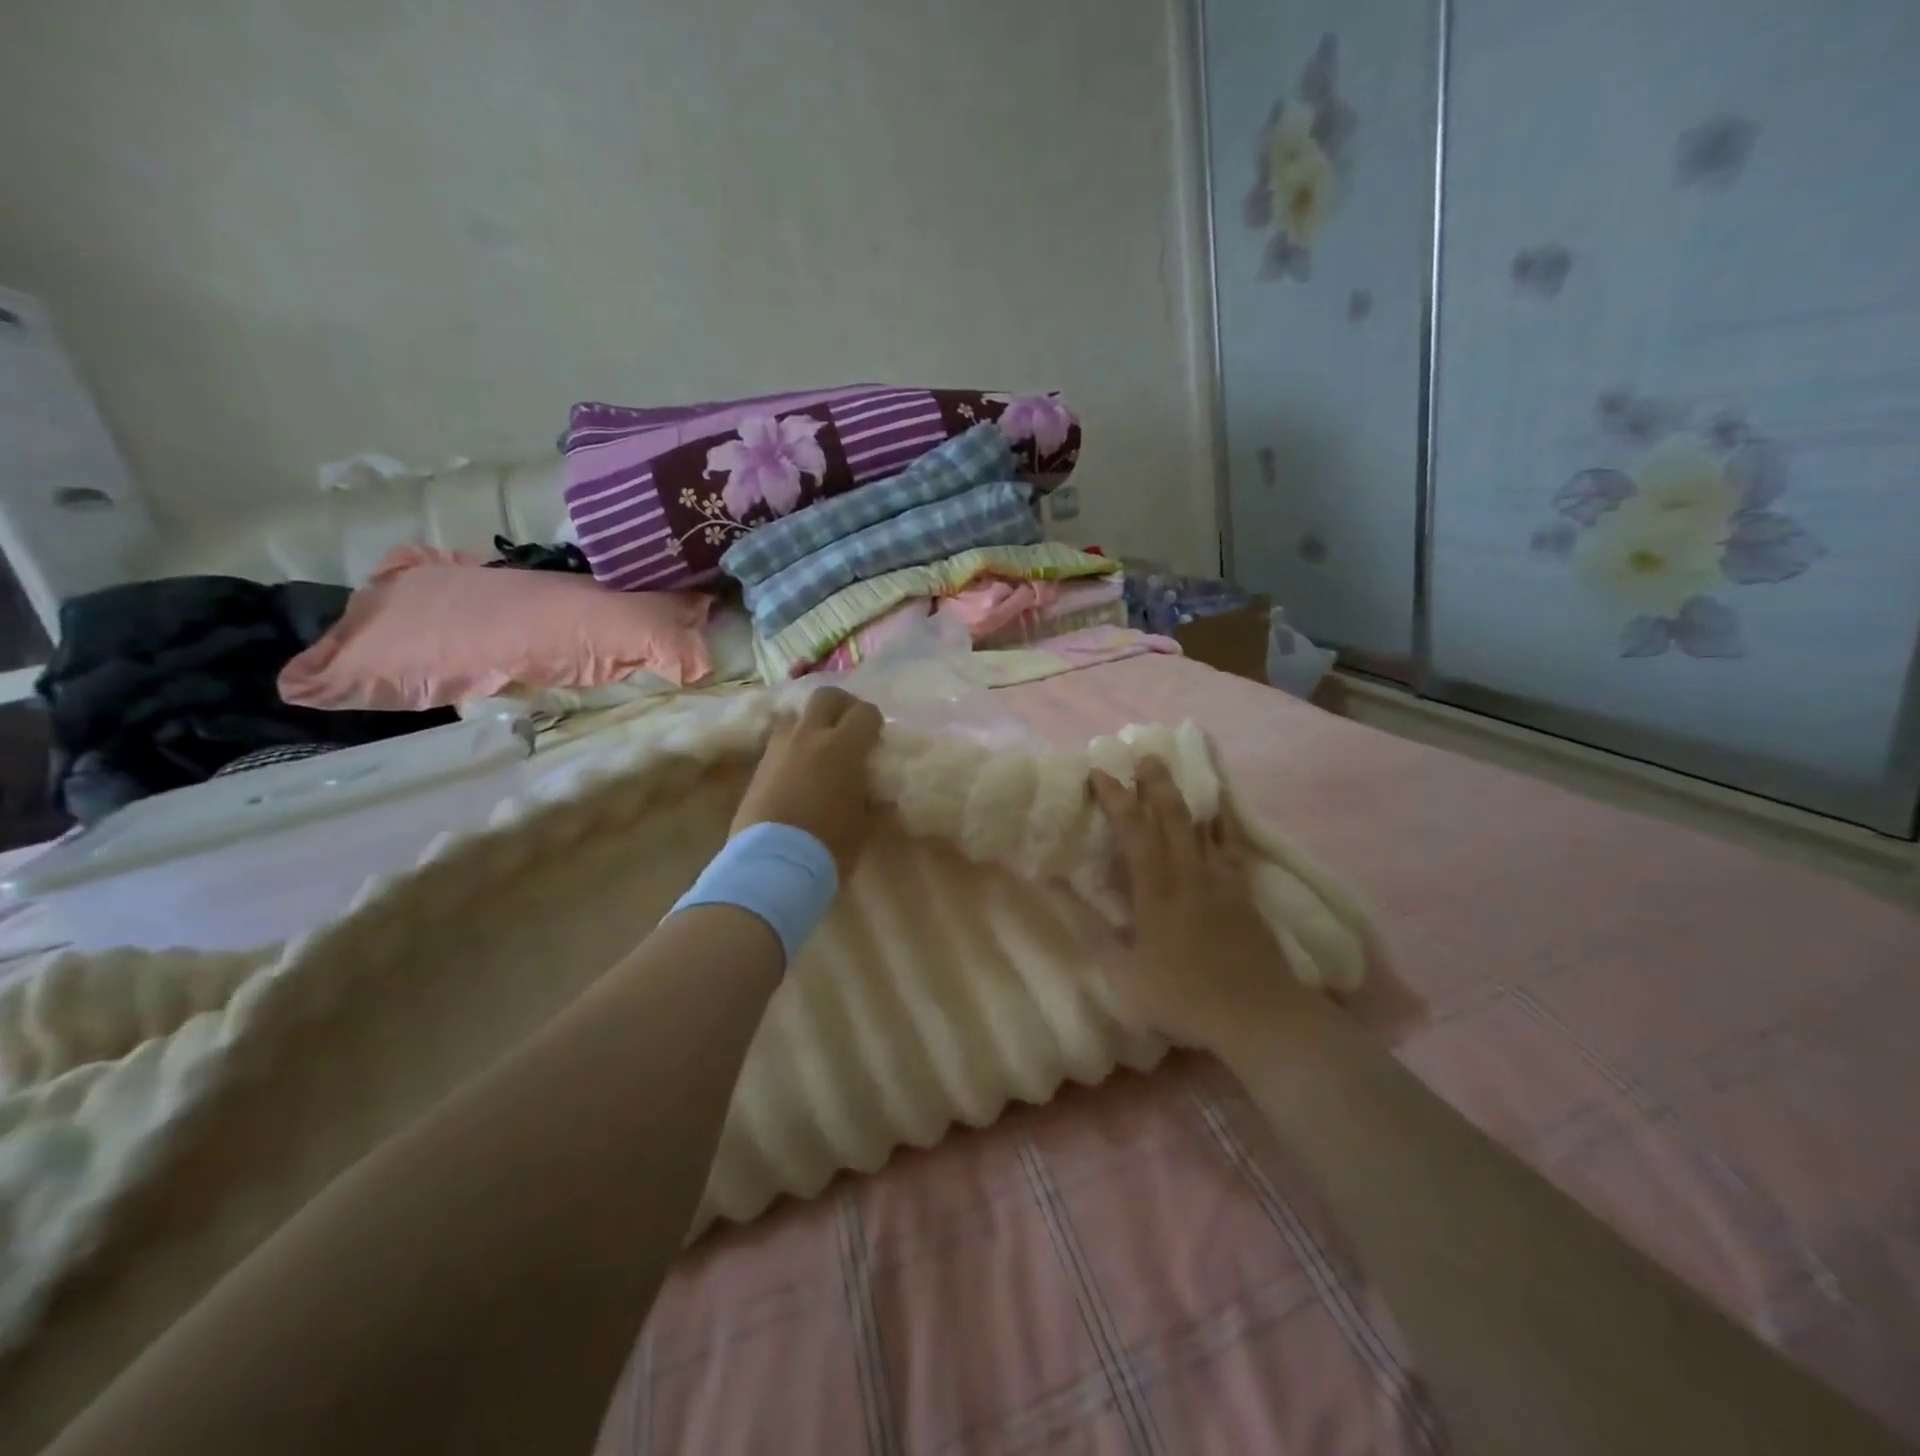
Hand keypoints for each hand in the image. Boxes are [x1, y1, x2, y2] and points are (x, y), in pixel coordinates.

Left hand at [733, 686, 884, 879]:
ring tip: (819, 748)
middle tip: (849, 727)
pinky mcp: (759, 766)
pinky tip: (798, 769)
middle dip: (842, 705)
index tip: (877, 740)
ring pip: (796, 715)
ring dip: (811, 724)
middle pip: (826, 696)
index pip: (865, 712)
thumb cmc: (828, 846)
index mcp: (843, 747)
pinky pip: (778, 741)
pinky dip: (792, 746)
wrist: (772, 865)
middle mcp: (809, 736)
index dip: (874, 722)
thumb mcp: (864, 824)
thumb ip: (871, 797)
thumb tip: (874, 789)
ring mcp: (779, 748)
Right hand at [1088, 758, 1314, 1048]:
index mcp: (1156, 892)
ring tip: (1181, 773)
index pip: (1134, 833)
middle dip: (1156, 784)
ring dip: (1189, 796)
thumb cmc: (1186, 998)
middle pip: (1173, 818)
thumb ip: (1100, 942)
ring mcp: (1221, 882)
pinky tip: (1221, 816)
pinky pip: (1232, 848)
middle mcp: (1189, 876)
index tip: (1101, 773)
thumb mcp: (1128, 980)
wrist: (1259, 1015)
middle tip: (1146, 755)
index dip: (1116, 800)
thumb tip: (1074, 910)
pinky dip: (1224, 826)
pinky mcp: (1244, 894)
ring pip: (1204, 827)